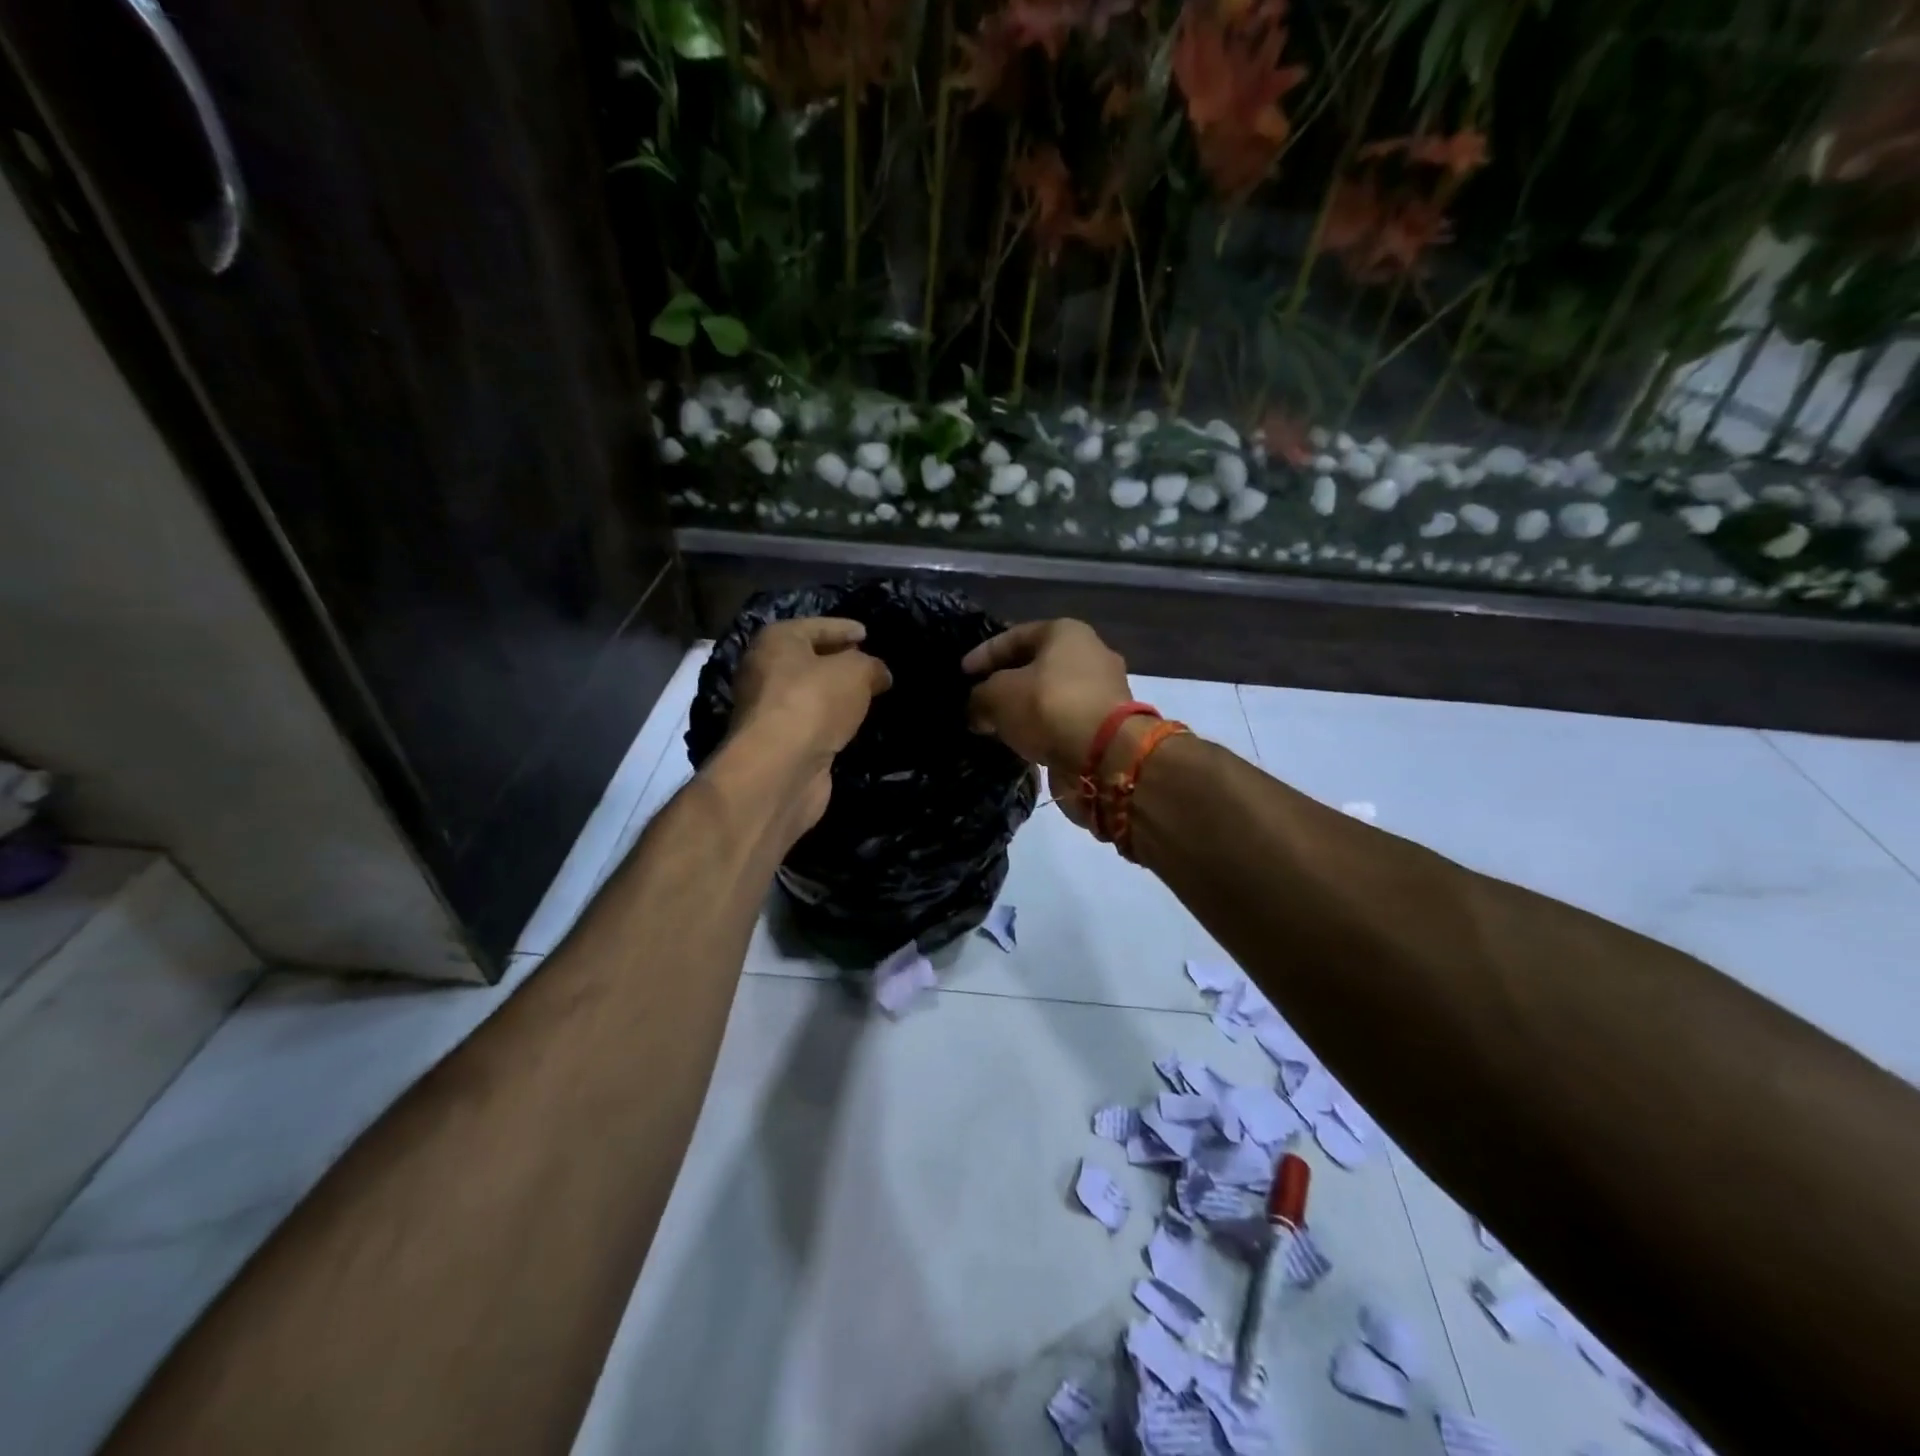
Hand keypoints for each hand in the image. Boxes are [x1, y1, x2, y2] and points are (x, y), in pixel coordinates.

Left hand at [730, 617, 891, 830]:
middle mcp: (764, 671)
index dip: (844, 628)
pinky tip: (851, 724)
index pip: (816, 626)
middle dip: (838, 661)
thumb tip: (880, 675)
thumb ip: (871, 666)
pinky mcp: (777, 743)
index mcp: (776, 641)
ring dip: (834, 695)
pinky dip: (830, 721)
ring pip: (809, 694)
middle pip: (808, 659)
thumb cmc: (814, 702)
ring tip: (867, 696)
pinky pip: (810, 722)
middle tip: (870, 665)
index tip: (867, 634)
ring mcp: (768, 710)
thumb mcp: (856, 671)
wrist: (781, 767)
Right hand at [962, 619, 1132, 826]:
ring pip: (1052, 695)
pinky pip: (1065, 721)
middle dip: (1006, 684)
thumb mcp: (998, 696)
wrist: (1106, 755)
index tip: (962, 675)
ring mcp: (1104, 690)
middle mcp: (1091, 653)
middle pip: (1036, 665)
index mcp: (1066, 632)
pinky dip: (1044, 730)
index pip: (1014, 636)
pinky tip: (1024, 743)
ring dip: (1026, 710)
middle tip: (979, 702)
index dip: (983, 654)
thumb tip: (976, 710)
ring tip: (997, 726)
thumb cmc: (1050, 707)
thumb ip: (979, 697)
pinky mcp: (1108, 724)